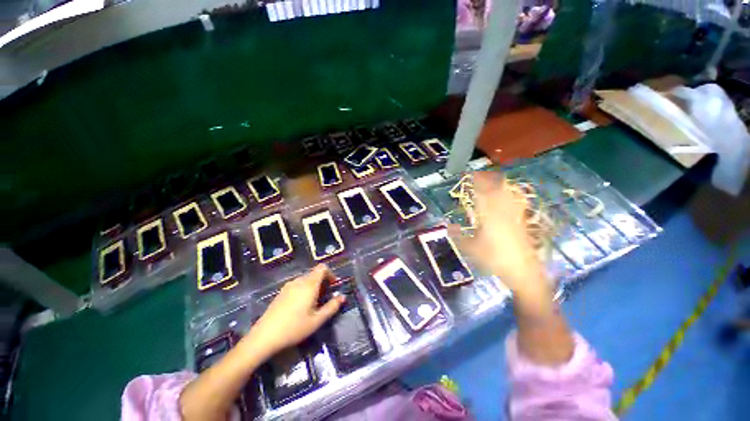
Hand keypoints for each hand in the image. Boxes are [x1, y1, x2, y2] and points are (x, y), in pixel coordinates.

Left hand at [242, 264, 344, 357]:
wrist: (264, 336)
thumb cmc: (294, 328)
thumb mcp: (317, 320)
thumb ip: (332, 307)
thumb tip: (343, 297)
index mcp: (309, 284)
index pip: (322, 268)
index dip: (330, 273)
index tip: (333, 286)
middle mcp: (299, 281)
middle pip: (314, 274)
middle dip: (323, 282)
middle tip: (325, 298)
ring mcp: (288, 286)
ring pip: (306, 279)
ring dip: (313, 286)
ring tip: (314, 303)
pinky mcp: (281, 292)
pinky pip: (297, 285)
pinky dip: (304, 290)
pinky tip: (300, 306)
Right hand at [453, 172, 547, 297]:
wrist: (523, 271)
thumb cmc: (494, 259)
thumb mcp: (470, 248)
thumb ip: (457, 235)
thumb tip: (447, 225)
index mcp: (488, 216)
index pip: (482, 193)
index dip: (476, 181)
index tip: (469, 175)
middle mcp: (502, 211)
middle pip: (496, 189)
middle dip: (487, 179)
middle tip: (479, 175)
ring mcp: (514, 215)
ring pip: (506, 194)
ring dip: (498, 185)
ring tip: (491, 180)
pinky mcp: (521, 221)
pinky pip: (514, 202)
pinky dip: (508, 195)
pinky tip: (506, 195)